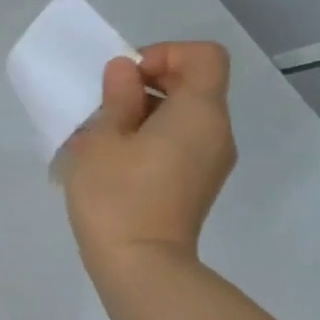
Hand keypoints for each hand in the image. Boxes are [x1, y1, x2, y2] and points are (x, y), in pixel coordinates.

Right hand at [57, 41, 237, 276]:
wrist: (139, 266)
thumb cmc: (116, 195)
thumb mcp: (102, 138)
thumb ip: (117, 97)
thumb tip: (125, 72)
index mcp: (199, 113)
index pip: (203, 56)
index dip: (164, 53)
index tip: (126, 77)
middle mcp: (216, 132)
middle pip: (195, 84)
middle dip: (149, 82)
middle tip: (106, 104)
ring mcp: (212, 162)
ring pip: (186, 115)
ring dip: (147, 112)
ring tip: (106, 135)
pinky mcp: (198, 184)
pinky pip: (182, 142)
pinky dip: (153, 137)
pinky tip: (117, 161)